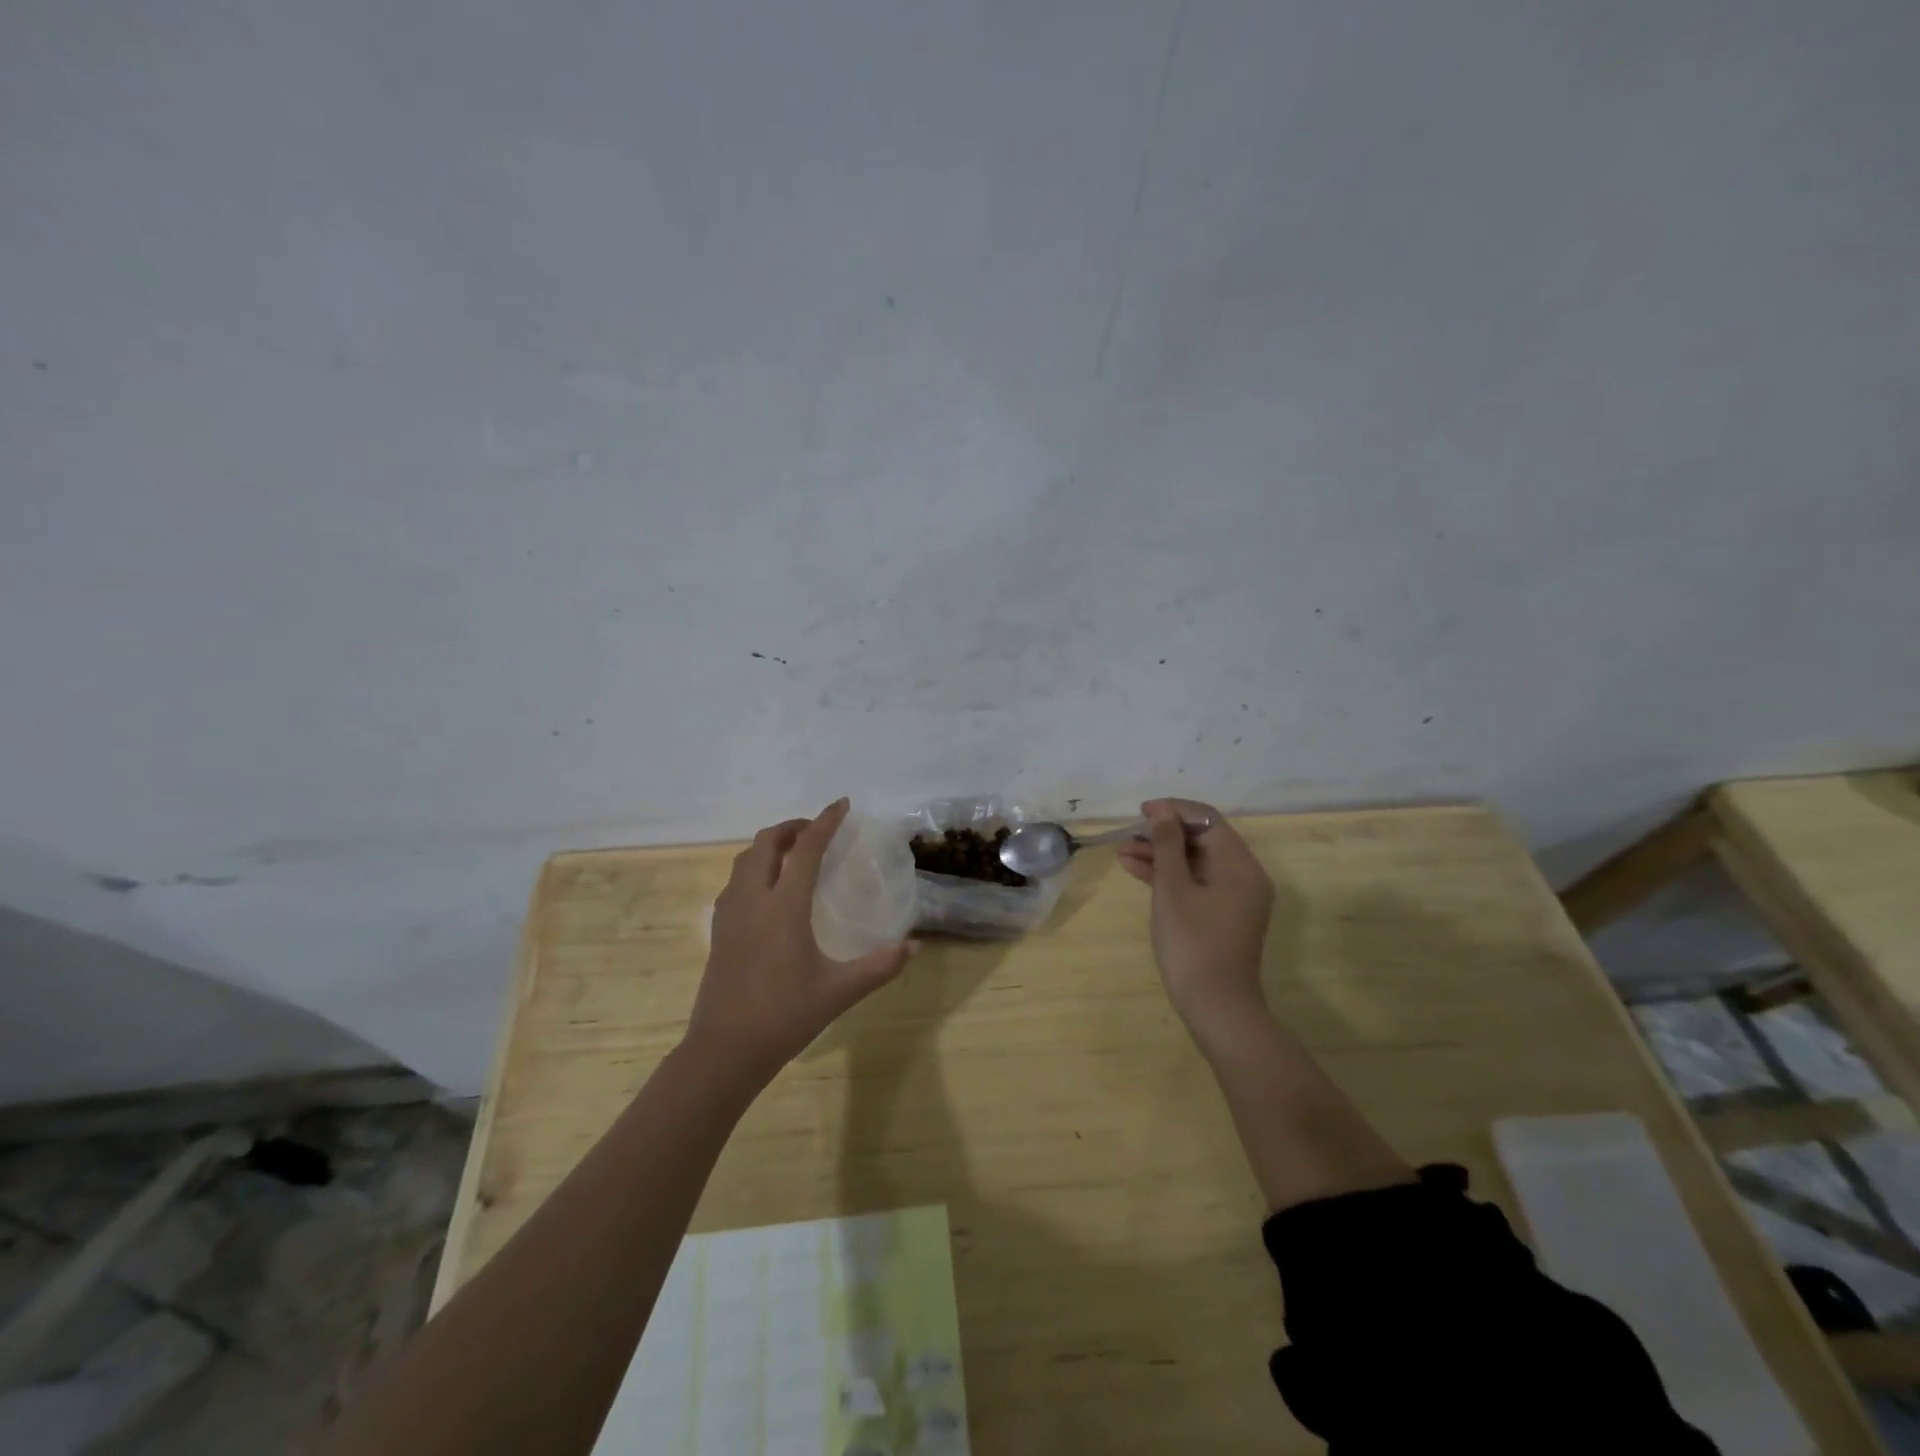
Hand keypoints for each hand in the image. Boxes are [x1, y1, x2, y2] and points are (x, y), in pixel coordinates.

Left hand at [687, 799, 912, 1083]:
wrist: (725, 1051)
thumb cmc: (784, 1016)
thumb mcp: (839, 991)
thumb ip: (879, 966)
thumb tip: (913, 945)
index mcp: (783, 907)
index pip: (805, 849)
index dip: (825, 822)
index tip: (842, 804)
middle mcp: (753, 900)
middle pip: (765, 844)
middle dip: (791, 828)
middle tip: (817, 830)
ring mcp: (730, 915)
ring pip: (744, 860)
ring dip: (769, 846)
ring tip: (793, 853)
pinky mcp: (718, 931)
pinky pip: (734, 882)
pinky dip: (753, 869)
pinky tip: (768, 890)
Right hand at [1117, 799, 1274, 1043]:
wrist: (1216, 1007)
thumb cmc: (1193, 943)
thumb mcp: (1173, 888)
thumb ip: (1167, 845)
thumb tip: (1162, 811)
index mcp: (1240, 864)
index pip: (1207, 820)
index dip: (1173, 810)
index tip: (1141, 812)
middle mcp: (1244, 875)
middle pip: (1202, 839)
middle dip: (1163, 834)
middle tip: (1128, 834)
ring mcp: (1234, 897)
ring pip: (1195, 862)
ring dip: (1161, 855)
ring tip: (1121, 852)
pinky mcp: (1223, 915)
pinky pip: (1196, 883)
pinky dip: (1170, 876)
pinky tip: (1136, 870)